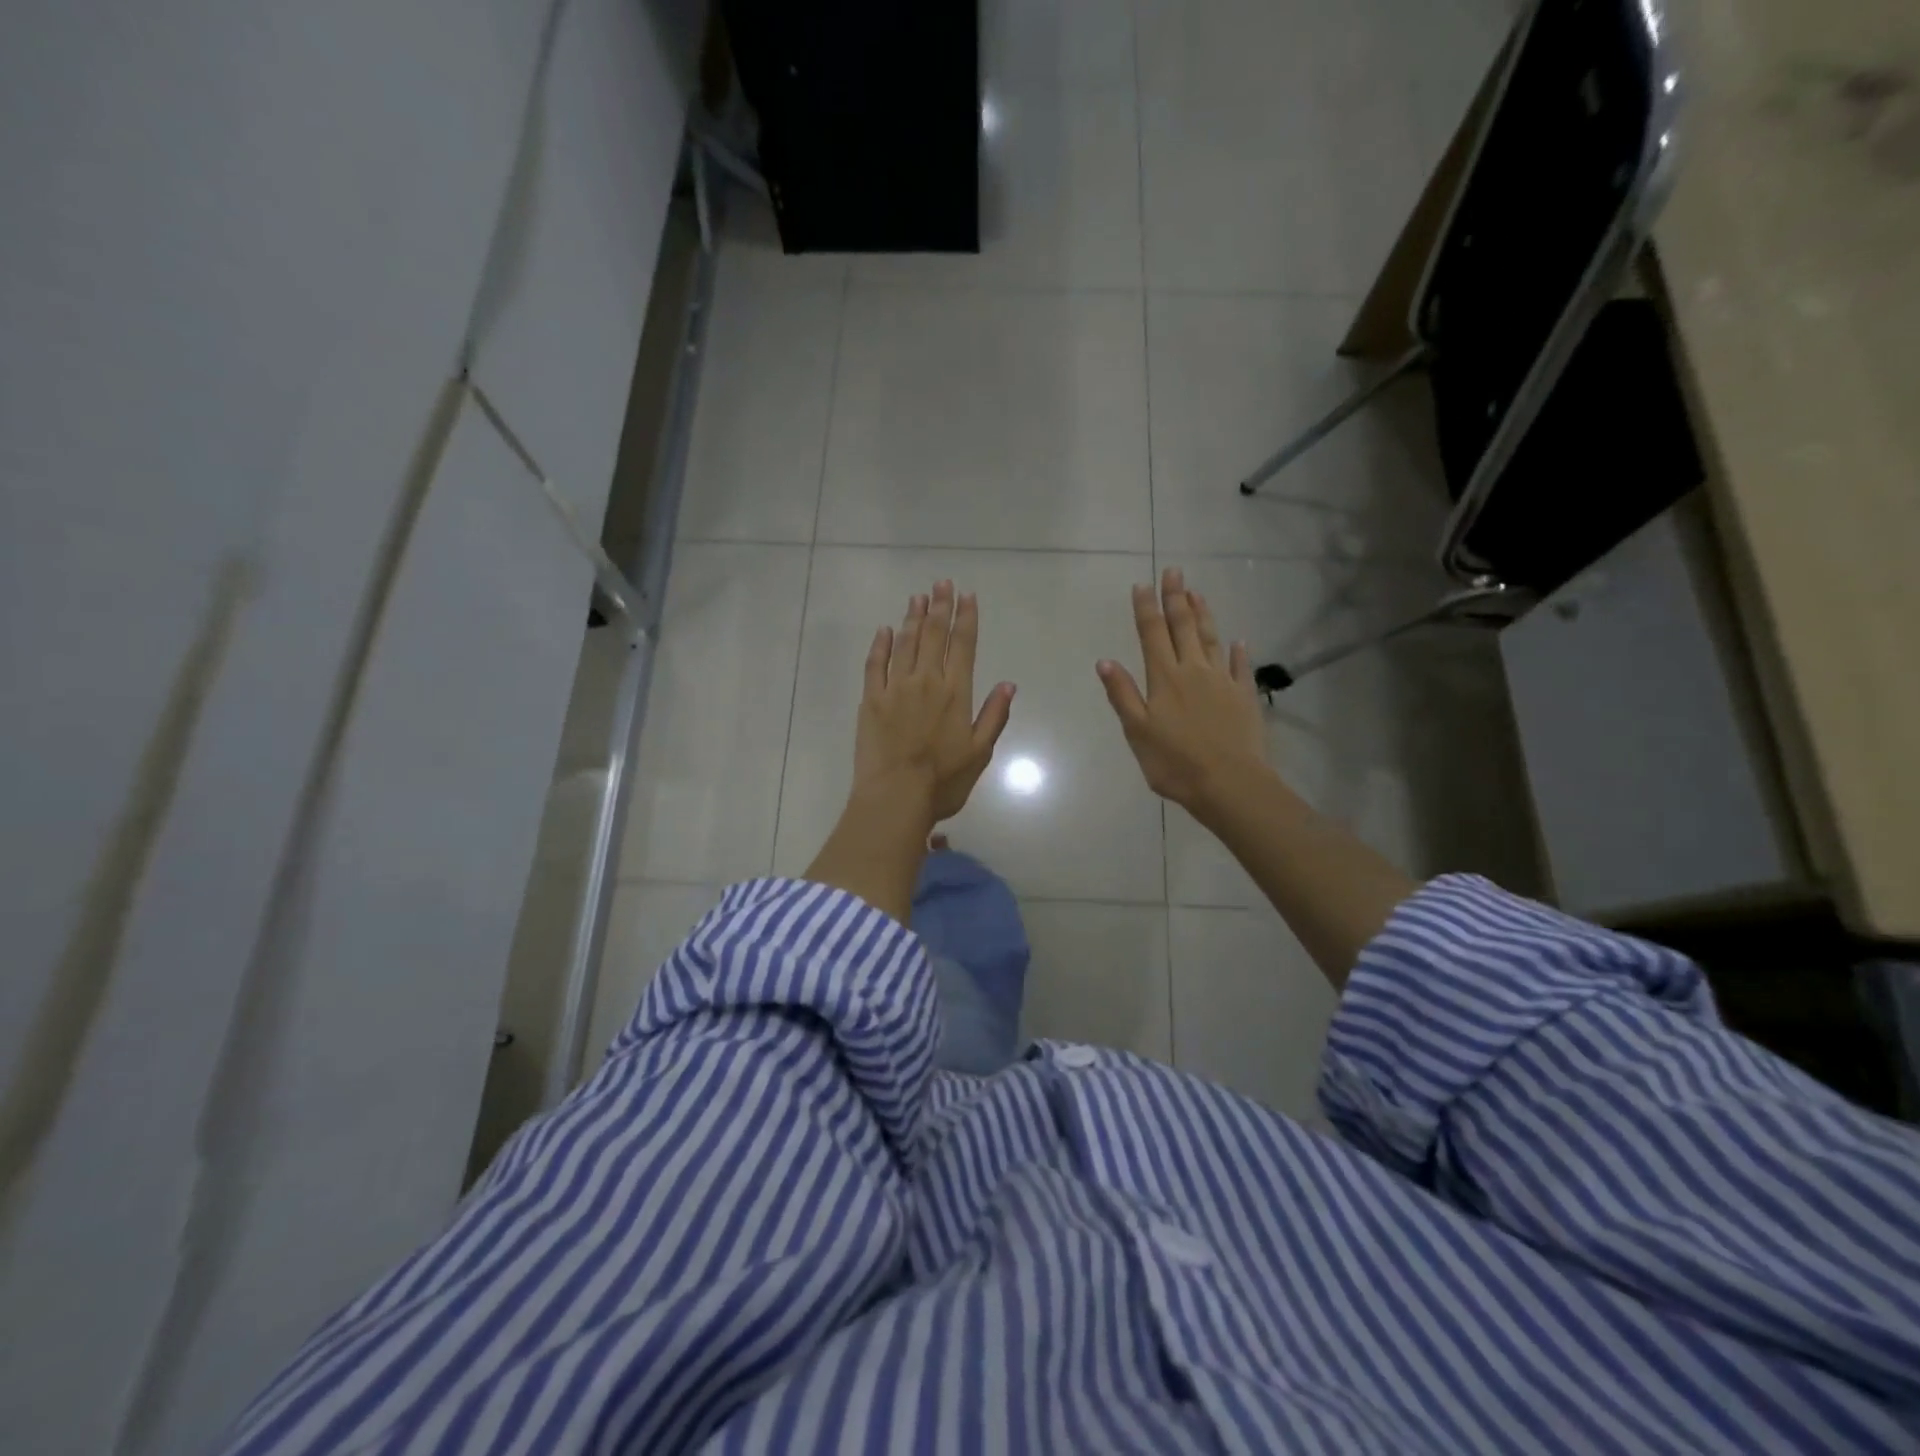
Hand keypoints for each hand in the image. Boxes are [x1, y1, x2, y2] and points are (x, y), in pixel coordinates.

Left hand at [855, 580, 1015, 827]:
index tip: (967, 596)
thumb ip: (993, 715)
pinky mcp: (871, 699)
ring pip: (905, 643)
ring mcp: (895, 688)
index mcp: (956, 693)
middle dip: (940, 607)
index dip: (966, 618)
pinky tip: (885, 630)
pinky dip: (881, 644)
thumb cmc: (943, 781)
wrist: (896, 796)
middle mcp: (927, 681)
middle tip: (941, 583)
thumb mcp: (980, 752)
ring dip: (913, 618)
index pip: (964, 645)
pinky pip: (875, 664)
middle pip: (934, 635)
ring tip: (918, 596)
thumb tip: (1008, 684)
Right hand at [1097, 566, 1269, 818]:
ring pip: (1210, 639)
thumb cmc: (1175, 762)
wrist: (1229, 784)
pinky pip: (1240, 667)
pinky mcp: (1244, 696)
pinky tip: (1238, 640)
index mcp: (1164, 678)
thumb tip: (1105, 661)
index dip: (1146, 609)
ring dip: (1203, 614)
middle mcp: (1193, 671)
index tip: (1142, 584)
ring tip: (1197, 592)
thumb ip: (1123, 694)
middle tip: (1174, 571)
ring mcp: (1222, 681)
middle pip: (1183, 627)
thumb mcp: (1138, 731)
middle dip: (1176, 598)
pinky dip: (1237, 652)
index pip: (1152, 635)